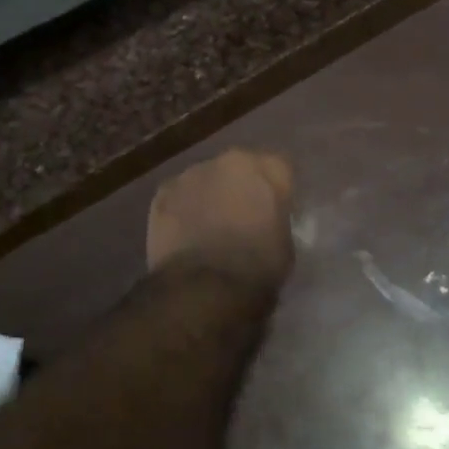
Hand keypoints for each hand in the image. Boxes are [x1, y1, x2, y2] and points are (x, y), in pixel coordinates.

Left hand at [147, 149, 294, 291]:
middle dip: (240, 188)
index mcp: (266, 168)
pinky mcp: (162, 193)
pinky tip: (184, 236)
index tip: (275, 212)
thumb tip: (264, 223)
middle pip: (238, 168)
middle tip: (241, 218)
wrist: (202, 288)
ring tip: (208, 229)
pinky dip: (182, 210)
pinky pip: (178, 197)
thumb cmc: (256, 269)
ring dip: (209, 196)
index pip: (279, 169)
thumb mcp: (286, 245)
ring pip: (205, 180)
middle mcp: (228, 161)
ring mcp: (190, 174)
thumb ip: (276, 220)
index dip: (278, 191)